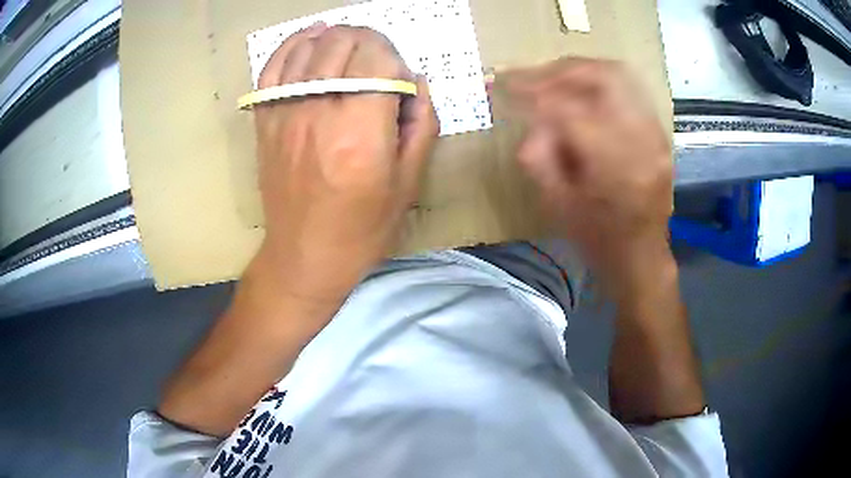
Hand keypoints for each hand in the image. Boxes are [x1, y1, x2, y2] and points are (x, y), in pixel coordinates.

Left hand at [252, 24, 437, 303]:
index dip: (393, 57)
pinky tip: (310, 38)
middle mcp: (318, 112)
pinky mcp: (266, 121)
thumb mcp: (408, 184)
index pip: (377, 58)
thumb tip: (417, 81)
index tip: (399, 78)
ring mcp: (285, 113)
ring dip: (336, 36)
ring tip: (351, 43)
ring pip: (310, 47)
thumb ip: (421, 125)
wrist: (303, 256)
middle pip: (343, 43)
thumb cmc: (362, 229)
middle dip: (369, 40)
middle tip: (379, 59)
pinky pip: (272, 67)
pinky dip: (292, 45)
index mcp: (360, 131)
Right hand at [506, 58, 672, 284]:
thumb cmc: (598, 241)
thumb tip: (530, 120)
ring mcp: (655, 133)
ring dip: (579, 70)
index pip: (569, 109)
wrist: (642, 256)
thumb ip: (538, 156)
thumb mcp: (557, 206)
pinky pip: (628, 88)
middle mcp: (642, 141)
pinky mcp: (658, 132)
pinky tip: (580, 92)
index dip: (532, 90)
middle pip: (601, 76)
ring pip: (618, 75)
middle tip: (530, 77)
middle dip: (559, 70)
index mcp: (614, 167)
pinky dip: (598, 82)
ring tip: (552, 80)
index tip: (503, 83)